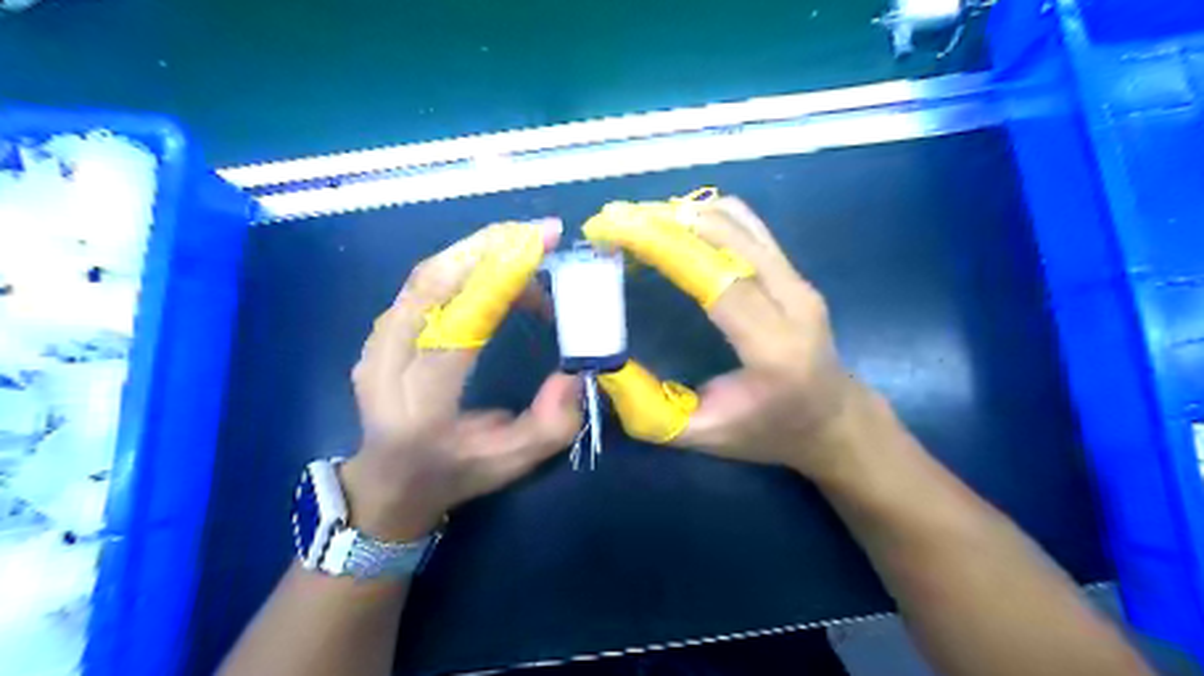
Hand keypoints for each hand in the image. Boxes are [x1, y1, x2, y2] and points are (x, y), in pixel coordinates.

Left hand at [342, 219, 580, 540]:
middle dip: (490, 248)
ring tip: (526, 248)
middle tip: (541, 235)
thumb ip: (550, 425)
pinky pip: (421, 283)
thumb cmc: (454, 473)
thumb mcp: (511, 463)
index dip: (500, 280)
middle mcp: (386, 367)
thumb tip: (574, 372)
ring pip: (425, 276)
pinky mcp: (379, 332)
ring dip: (478, 251)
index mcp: (421, 407)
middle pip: (432, 285)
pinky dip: (462, 263)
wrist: (389, 481)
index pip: (457, 329)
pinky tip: (494, 266)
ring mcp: (375, 345)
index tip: (544, 246)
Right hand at [582, 193, 865, 476]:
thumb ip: (649, 409)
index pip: (719, 280)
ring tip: (637, 221)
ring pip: (741, 222)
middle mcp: (795, 304)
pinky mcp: (795, 272)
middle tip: (614, 220)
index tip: (617, 229)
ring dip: (684, 214)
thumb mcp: (701, 437)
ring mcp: (799, 281)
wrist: (833, 420)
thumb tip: (604, 365)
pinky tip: (674, 226)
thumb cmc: (767, 434)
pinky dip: (707, 217)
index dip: (667, 248)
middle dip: (666, 221)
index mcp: (774, 349)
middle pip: (730, 238)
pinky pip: (749, 227)